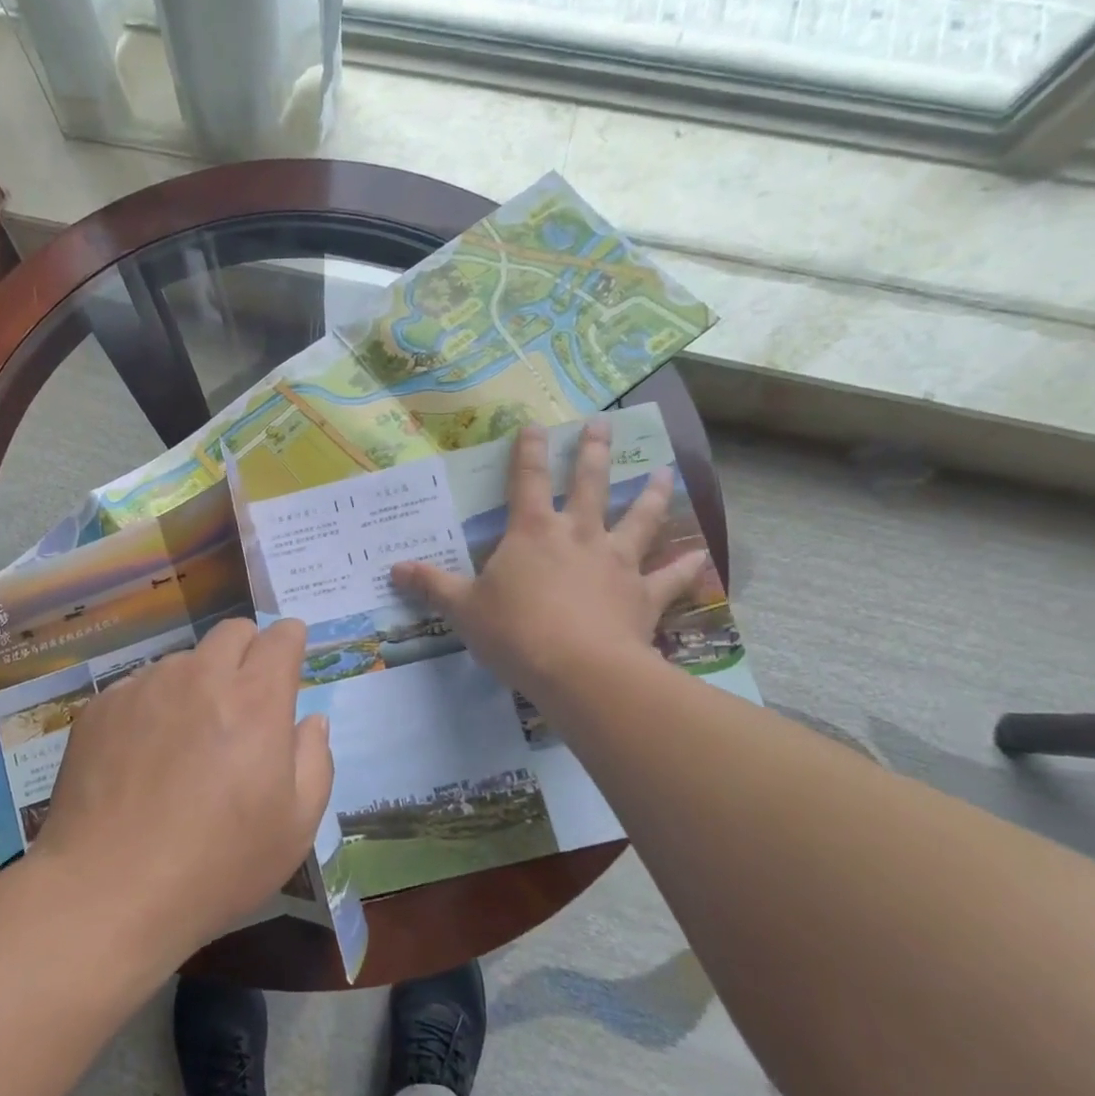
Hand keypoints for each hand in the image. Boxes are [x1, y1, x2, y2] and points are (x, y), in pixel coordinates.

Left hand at [28, 617, 332, 965]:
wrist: (107, 891)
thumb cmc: (216, 866)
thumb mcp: (294, 828)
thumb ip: (314, 760)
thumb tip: (310, 720)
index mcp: (254, 699)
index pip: (281, 637)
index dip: (291, 643)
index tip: (289, 662)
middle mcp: (199, 676)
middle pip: (232, 632)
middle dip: (248, 653)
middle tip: (243, 703)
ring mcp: (145, 686)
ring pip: (184, 661)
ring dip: (197, 684)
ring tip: (185, 743)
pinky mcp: (102, 706)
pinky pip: (140, 687)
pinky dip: (153, 707)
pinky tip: (141, 758)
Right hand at [391, 420, 708, 708]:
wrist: (578, 670)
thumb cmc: (513, 632)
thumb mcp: (462, 608)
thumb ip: (431, 585)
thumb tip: (393, 569)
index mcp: (532, 533)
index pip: (526, 481)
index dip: (528, 452)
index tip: (536, 425)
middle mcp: (578, 536)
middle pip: (589, 485)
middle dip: (593, 452)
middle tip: (604, 424)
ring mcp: (616, 563)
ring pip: (639, 519)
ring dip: (652, 495)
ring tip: (665, 471)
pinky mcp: (643, 596)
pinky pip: (670, 577)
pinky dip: (686, 566)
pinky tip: (701, 555)